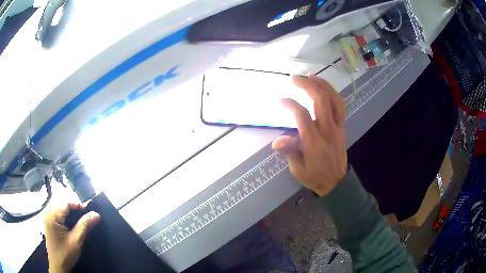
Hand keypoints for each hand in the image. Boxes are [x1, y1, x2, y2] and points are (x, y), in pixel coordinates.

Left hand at [43, 203, 100, 272]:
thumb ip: (84, 226)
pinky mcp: (49, 222)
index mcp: (51, 215)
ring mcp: (47, 217)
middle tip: (86, 217)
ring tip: (81, 220)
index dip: (78, 205)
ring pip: (61, 208)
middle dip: (75, 209)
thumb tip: (96, 214)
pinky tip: (72, 224)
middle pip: (63, 204)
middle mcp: (47, 212)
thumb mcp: (76, 241)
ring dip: (71, 213)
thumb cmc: (65, 254)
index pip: (66, 203)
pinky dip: (66, 216)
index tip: (89, 212)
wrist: (58, 266)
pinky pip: (58, 213)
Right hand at [272, 74, 346, 195]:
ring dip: (322, 85)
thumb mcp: (298, 169)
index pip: (302, 115)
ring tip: (311, 75)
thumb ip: (290, 152)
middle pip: (320, 100)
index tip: (279, 99)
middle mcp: (327, 129)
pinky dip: (332, 93)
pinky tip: (324, 87)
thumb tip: (277, 141)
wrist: (336, 182)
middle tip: (294, 78)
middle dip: (306, 85)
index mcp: (314, 141)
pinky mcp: (342, 126)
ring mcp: (337, 126)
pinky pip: (340, 105)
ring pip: (333, 99)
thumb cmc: (314, 176)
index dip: (290, 103)